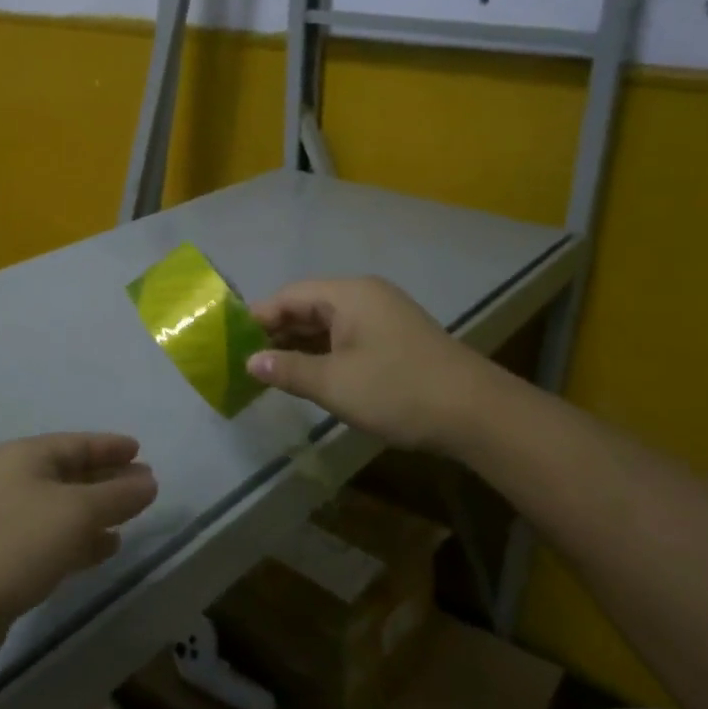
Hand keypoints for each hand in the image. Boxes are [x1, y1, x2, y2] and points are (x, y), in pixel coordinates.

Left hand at [0, 434, 157, 659]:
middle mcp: (15, 481)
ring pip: (63, 508)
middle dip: (108, 478)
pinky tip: (106, 548)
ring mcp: (7, 521)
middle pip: (70, 473)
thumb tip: (149, 481)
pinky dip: (81, 540)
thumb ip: (117, 495)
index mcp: (26, 457)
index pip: (77, 443)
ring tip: (133, 517)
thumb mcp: (76, 512)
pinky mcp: (6, 560)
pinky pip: (54, 539)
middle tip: (145, 484)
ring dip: (97, 511)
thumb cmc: (16, 542)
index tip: (140, 450)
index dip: (110, 446)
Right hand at [247, 276, 480, 452]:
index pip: (289, 296)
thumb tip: (251, 361)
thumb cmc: (398, 391)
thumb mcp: (335, 384)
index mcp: (348, 294)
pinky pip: (347, 335)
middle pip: (308, 306)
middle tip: (246, 361)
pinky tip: (309, 373)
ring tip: (270, 370)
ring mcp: (383, 315)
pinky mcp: (395, 337)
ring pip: (327, 323)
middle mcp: (365, 296)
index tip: (230, 343)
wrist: (477, 414)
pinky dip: (324, 351)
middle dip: (276, 332)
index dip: (257, 318)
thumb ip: (288, 369)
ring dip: (300, 344)